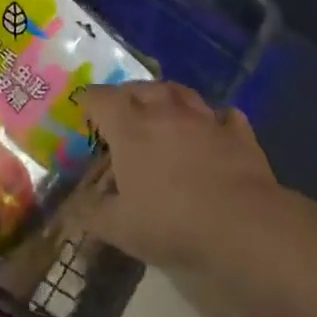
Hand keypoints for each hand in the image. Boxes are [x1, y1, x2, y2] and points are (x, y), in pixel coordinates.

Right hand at [82, 82, 275, 268]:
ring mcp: (205, 120)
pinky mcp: (239, 135)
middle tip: (121, 108)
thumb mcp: (120, 228)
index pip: (101, 98)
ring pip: (181, 92)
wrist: (244, 227)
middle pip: (141, 88)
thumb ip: (92, 214)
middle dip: (127, 94)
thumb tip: (73, 208)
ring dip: (168, 95)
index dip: (89, 100)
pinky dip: (215, 118)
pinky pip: (224, 116)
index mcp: (130, 129)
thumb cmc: (172, 223)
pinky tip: (215, 126)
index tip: (83, 108)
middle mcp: (166, 113)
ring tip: (163, 106)